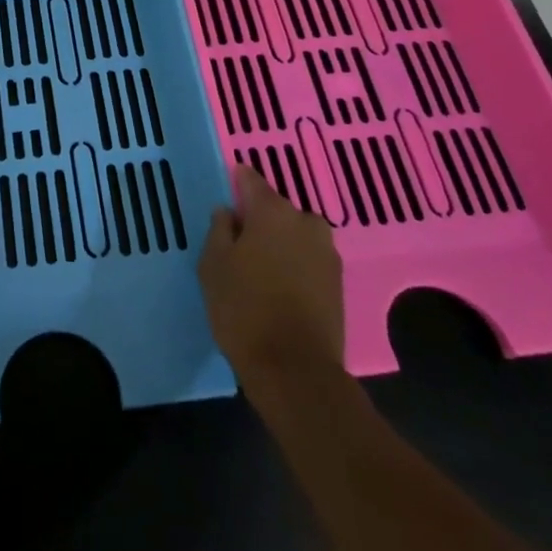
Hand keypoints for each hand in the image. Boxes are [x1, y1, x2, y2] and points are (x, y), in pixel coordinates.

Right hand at [198, 164, 346, 392]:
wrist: (295, 370)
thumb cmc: (244, 309)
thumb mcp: (213, 265)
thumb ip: (219, 230)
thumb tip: (228, 212)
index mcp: (272, 211)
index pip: (250, 180)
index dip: (236, 184)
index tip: (225, 197)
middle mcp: (305, 221)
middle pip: (275, 209)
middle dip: (258, 220)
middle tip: (237, 244)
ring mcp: (327, 252)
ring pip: (294, 235)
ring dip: (279, 244)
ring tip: (258, 270)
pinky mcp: (338, 282)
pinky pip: (308, 259)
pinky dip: (294, 265)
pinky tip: (278, 288)